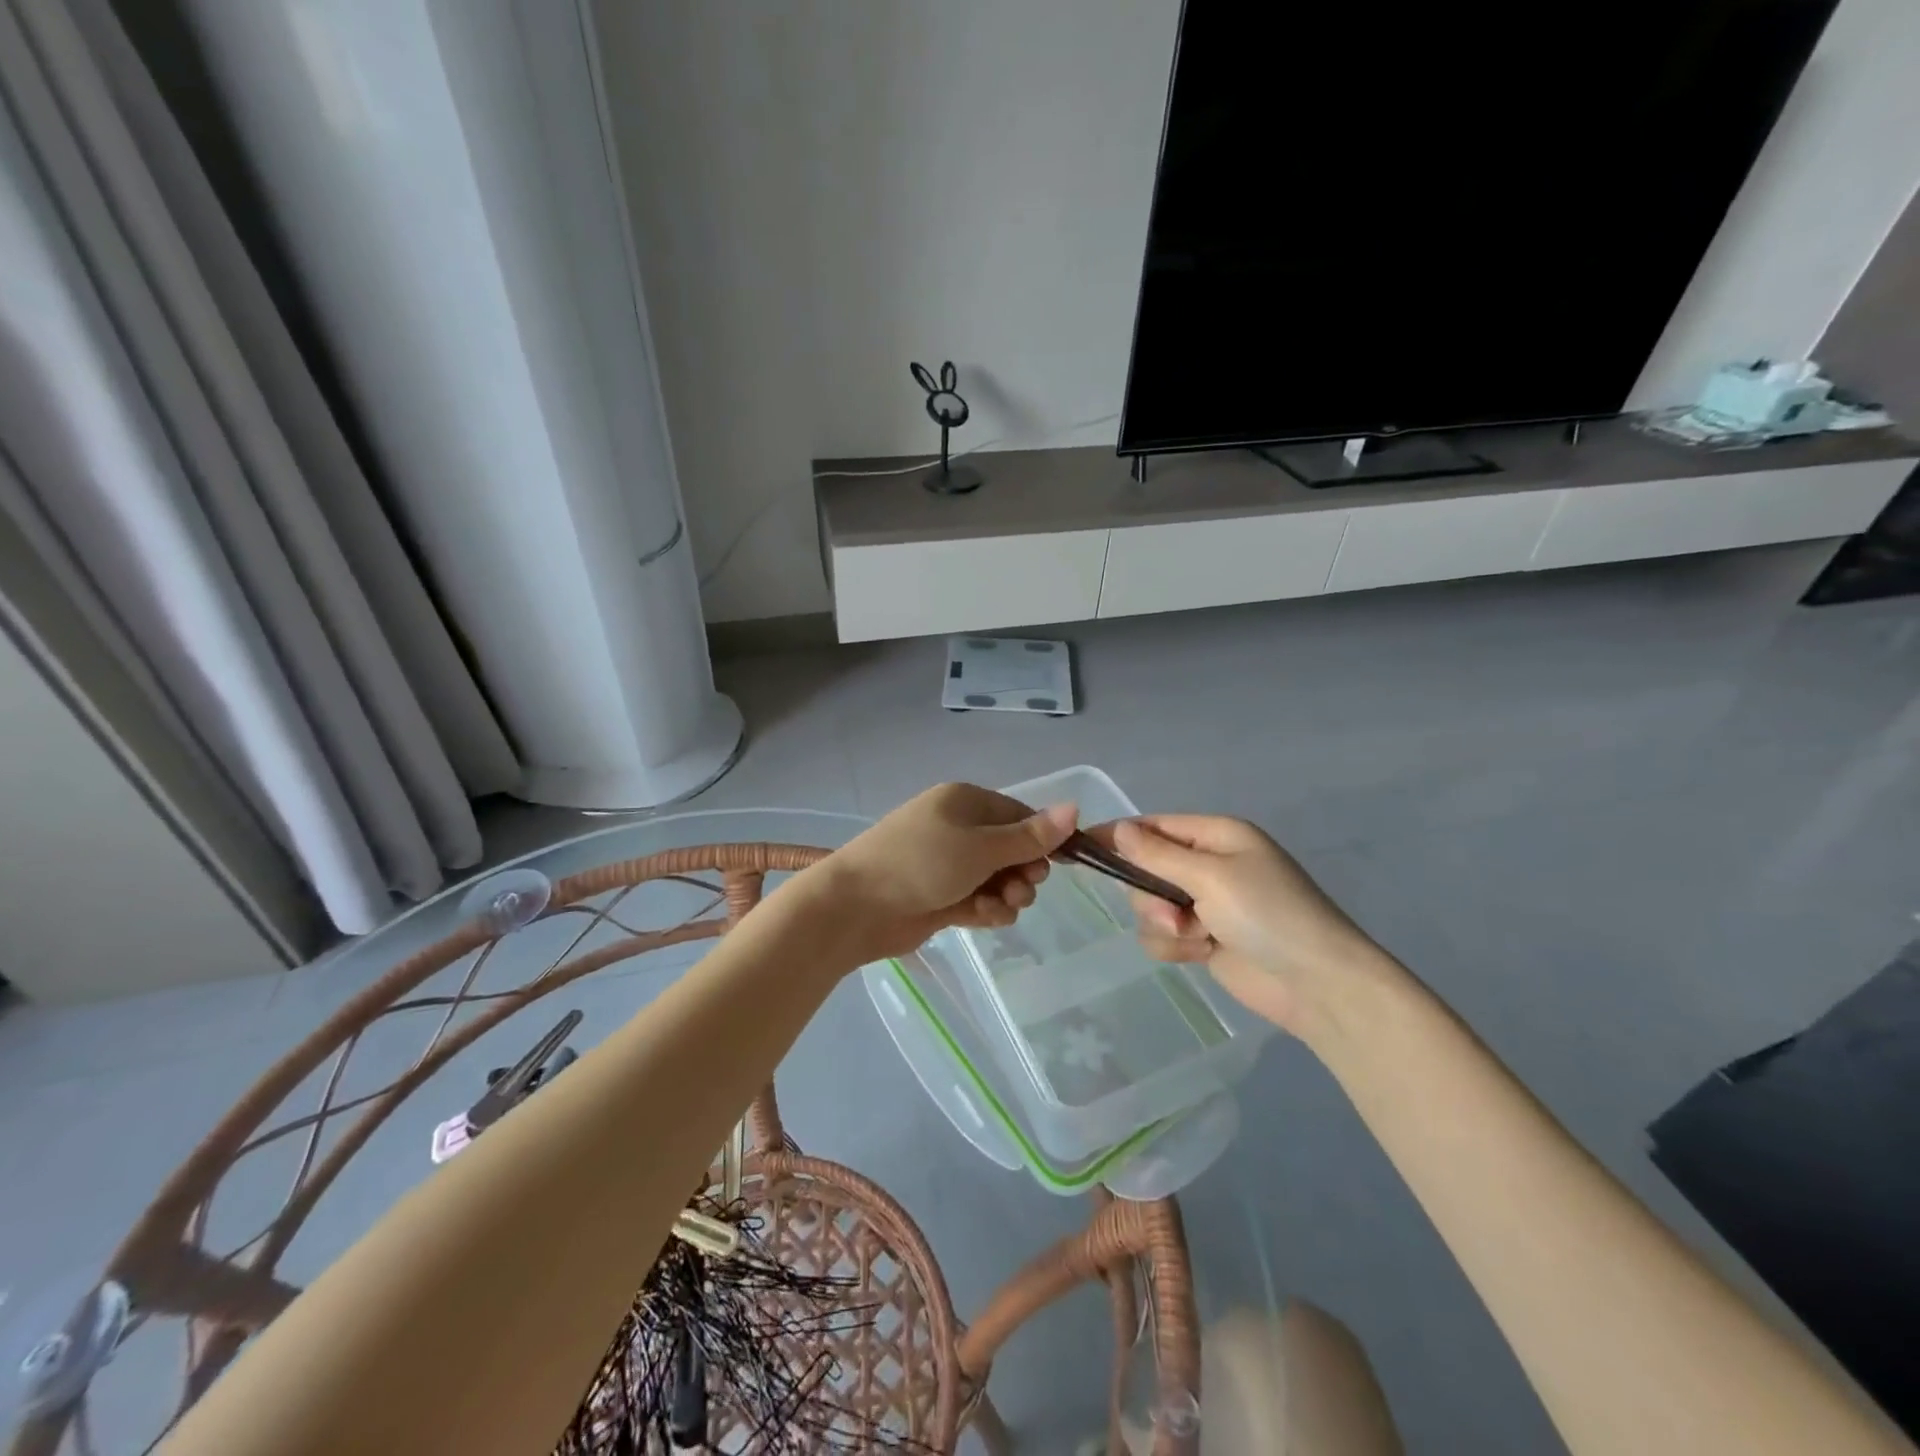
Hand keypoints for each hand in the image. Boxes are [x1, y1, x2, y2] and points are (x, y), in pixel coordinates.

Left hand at [802, 783, 1078, 965]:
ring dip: (1007, 895)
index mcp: (966, 802)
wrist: (855, 907)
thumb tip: (1075, 808)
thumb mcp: (981, 847)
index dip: (1042, 839)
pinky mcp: (941, 897)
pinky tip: (984, 918)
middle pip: (1012, 849)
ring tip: (1000, 907)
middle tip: (1022, 889)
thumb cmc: (921, 863)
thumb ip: (1030, 836)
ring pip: (998, 878)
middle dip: (1023, 872)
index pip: (1020, 815)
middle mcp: (958, 829)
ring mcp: (948, 864)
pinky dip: (987, 909)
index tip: (1058, 865)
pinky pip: (979, 900)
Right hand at [1104, 815, 1397, 1037]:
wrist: (1317, 985)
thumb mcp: (1211, 876)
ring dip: (1164, 925)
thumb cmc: (1268, 914)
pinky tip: (1201, 954)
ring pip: (1151, 906)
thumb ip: (1157, 855)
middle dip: (1151, 895)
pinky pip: (1165, 935)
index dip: (1119, 835)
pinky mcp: (1206, 939)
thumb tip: (1118, 828)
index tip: (1081, 846)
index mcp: (1218, 836)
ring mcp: (1208, 904)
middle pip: (1147, 869)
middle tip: (1174, 913)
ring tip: (1195, 938)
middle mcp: (1210, 865)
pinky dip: (1176, 946)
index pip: (1155, 826)